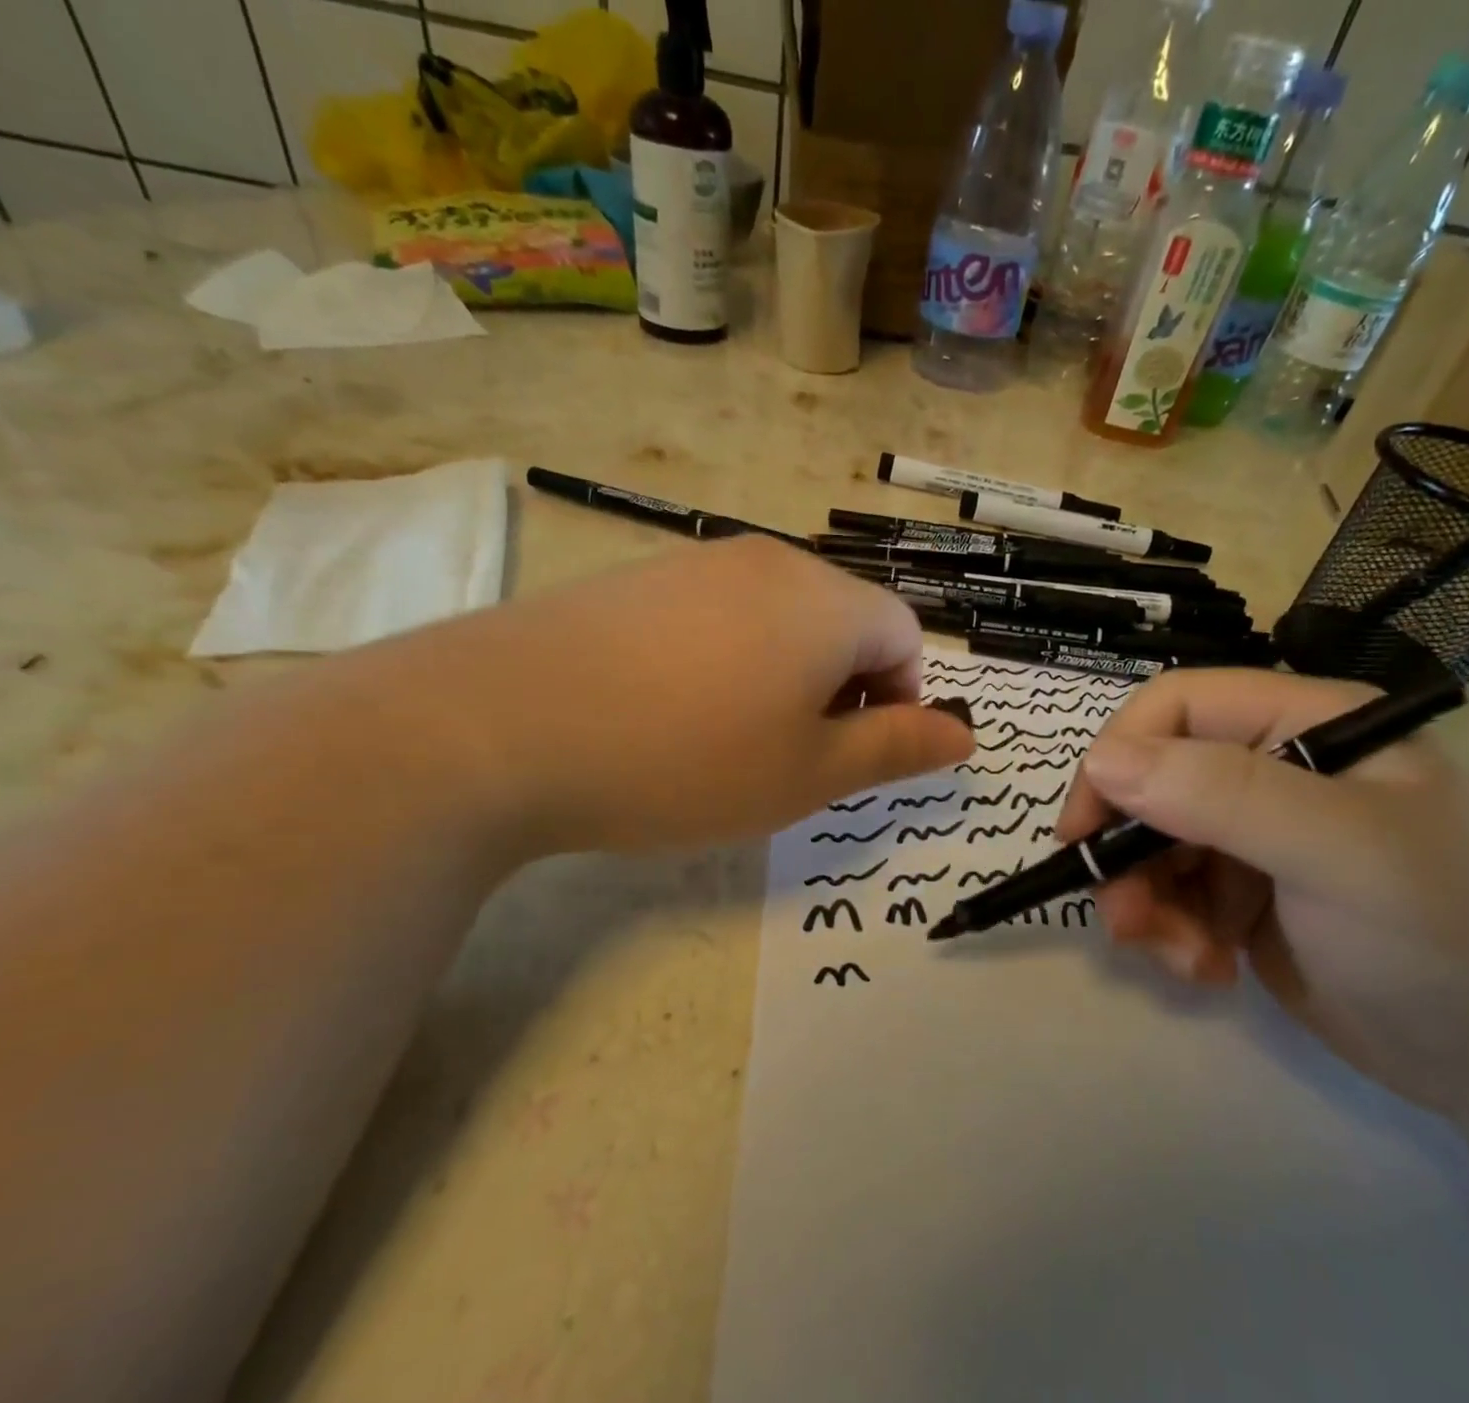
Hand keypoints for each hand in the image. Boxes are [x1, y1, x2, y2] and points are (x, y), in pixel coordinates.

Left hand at [361, 535, 973, 856]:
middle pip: (842, 620)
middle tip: (793, 756)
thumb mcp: (810, 774)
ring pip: (778, 619)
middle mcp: (770, 562)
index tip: (854, 753)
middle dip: (842, 688)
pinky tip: (670, 711)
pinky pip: (716, 616)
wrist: (502, 724)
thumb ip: (898, 748)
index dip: (900, 698)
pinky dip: (724, 662)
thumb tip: (966, 733)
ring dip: (783, 677)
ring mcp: (698, 563)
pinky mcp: (639, 579)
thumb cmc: (687, 759)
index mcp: (827, 602)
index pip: (904, 634)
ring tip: (728, 739)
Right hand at [1056, 669, 1468, 1115]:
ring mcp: (1259, 838)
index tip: (1084, 832)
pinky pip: (1174, 895)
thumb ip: (1222, 795)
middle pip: (1152, 782)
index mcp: (1307, 726)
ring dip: (1148, 902)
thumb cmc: (1452, 938)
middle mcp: (1276, 771)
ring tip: (1180, 959)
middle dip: (1127, 852)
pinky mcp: (1248, 898)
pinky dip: (1173, 934)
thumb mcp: (1340, 853)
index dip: (1118, 758)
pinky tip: (1209, 971)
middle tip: (1127, 921)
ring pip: (1152, 845)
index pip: (1177, 707)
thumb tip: (1102, 759)